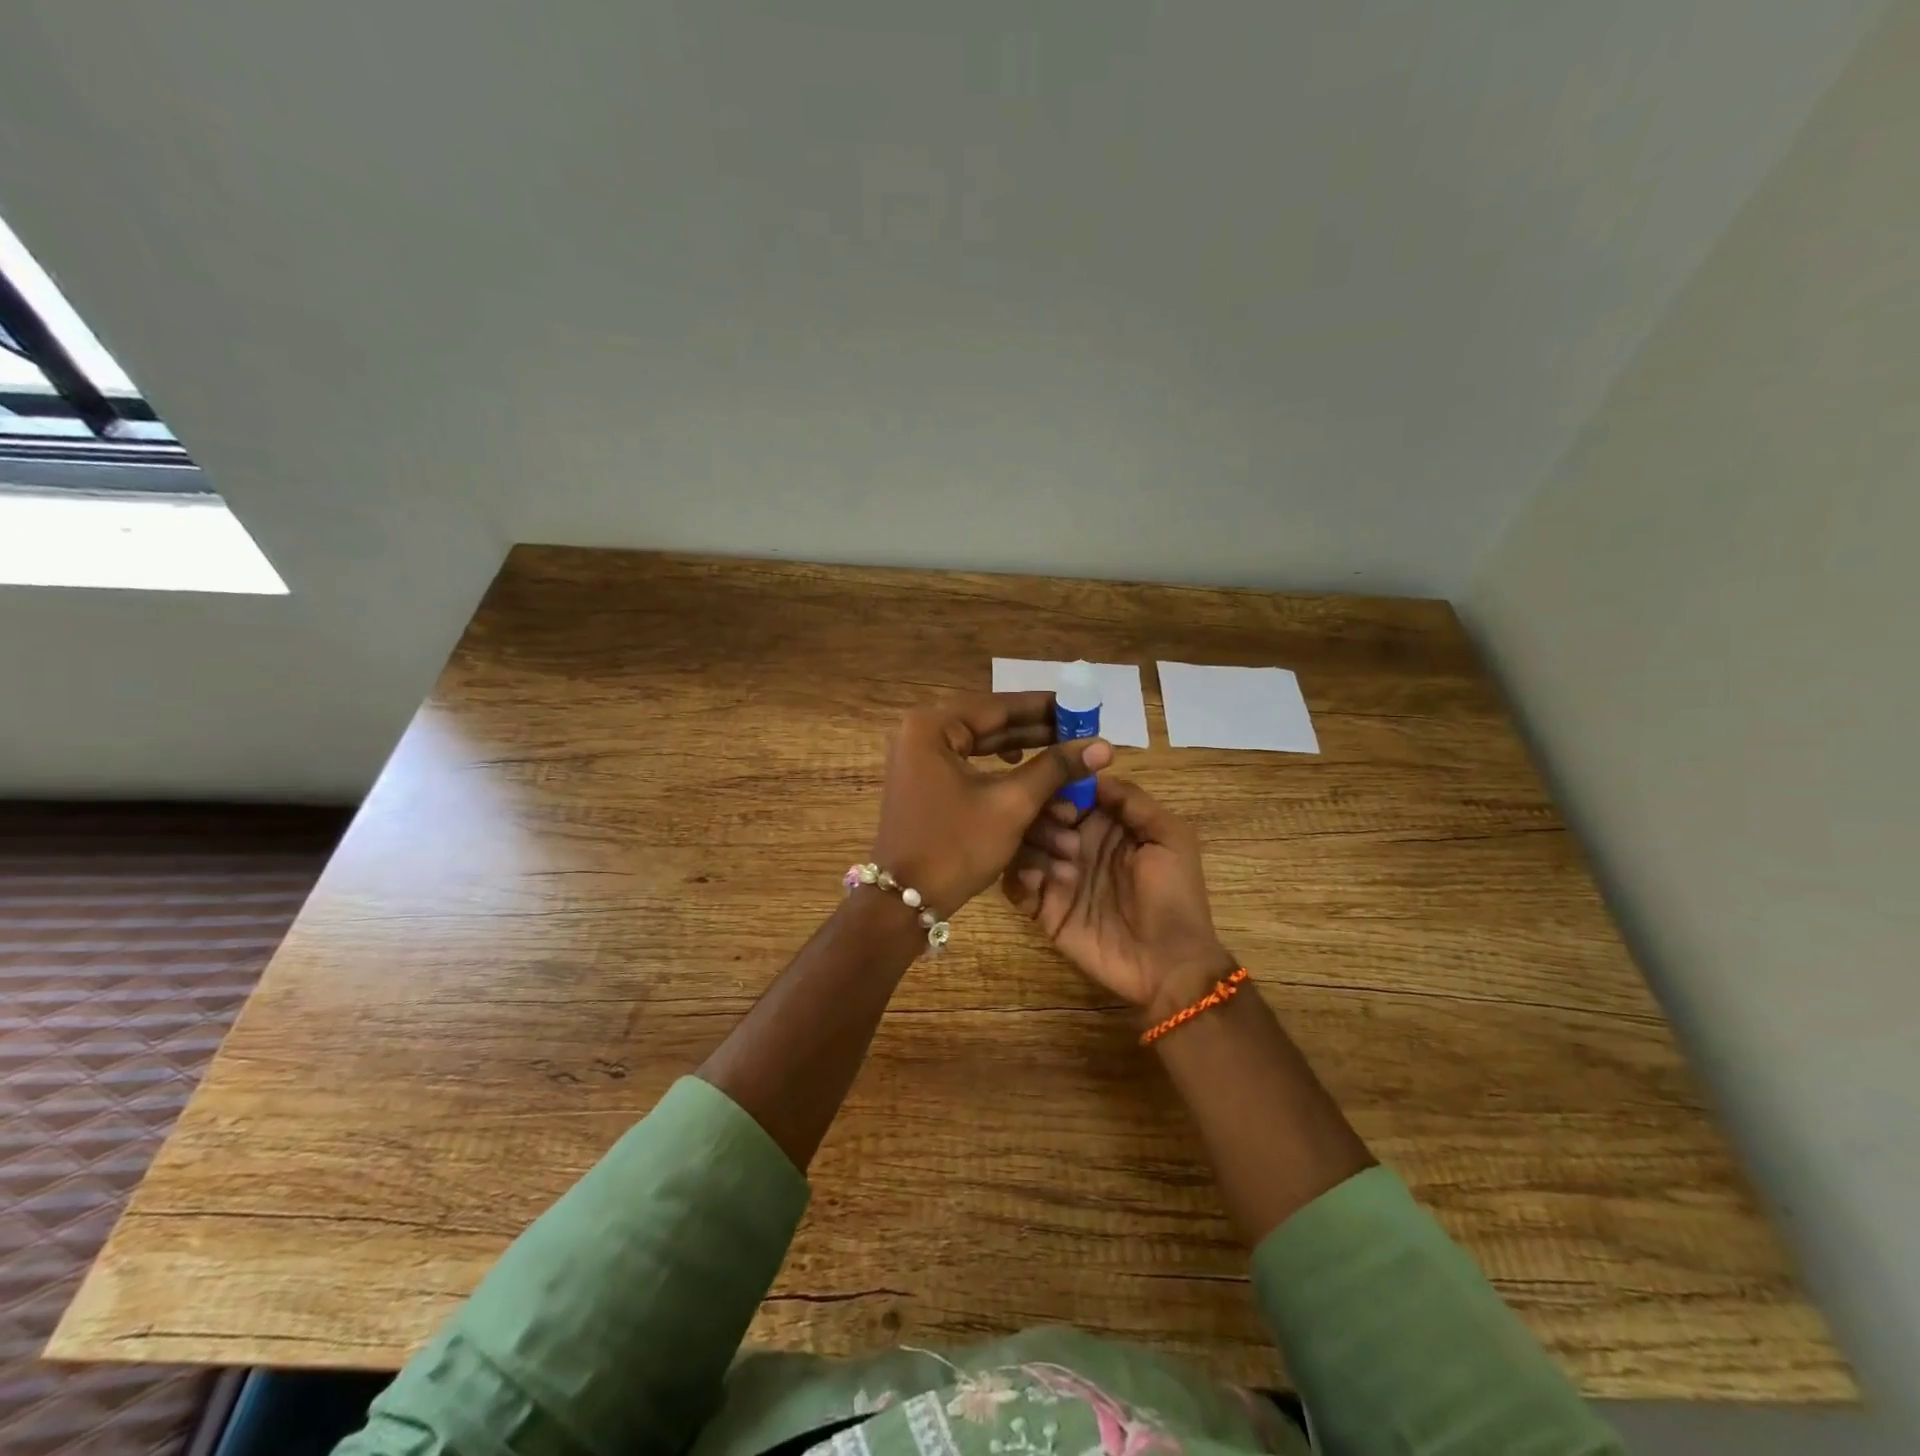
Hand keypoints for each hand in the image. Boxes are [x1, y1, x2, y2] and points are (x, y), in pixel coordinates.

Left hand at [871, 692, 1112, 916]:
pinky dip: (1004, 781)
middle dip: (1040, 738)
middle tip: (1081, 736)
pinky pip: (972, 773)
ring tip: (1068, 767)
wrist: (905, 902)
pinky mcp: (927, 787)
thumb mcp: (1011, 804)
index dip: (1045, 708)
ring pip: (985, 754)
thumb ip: (1055, 768)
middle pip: (992, 728)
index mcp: (932, 727)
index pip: (999, 706)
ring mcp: (921, 762)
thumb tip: (1102, 746)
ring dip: (1027, 766)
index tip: (1082, 706)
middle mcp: (922, 735)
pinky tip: (1033, 784)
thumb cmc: (956, 846)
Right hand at [1002, 776, 1235, 1014]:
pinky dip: (1019, 877)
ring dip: (1036, 849)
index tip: (1070, 806)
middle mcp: (1076, 844)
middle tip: (1068, 842)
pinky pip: (1014, 883)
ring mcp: (1057, 876)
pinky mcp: (1042, 908)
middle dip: (1046, 820)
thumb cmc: (1174, 896)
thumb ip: (1133, 801)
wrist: (1168, 964)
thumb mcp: (1170, 838)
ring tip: (1063, 871)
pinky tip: (1041, 884)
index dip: (1063, 790)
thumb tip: (1093, 772)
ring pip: (1022, 844)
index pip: (1069, 792)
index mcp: (1105, 824)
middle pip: (1040, 814)